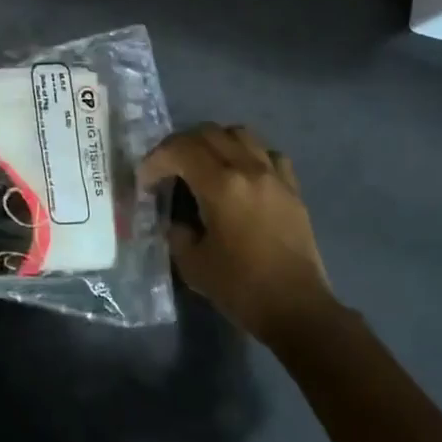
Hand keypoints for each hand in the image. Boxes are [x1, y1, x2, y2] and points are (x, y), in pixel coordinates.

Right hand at [140, 125, 337, 345]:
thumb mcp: (192, 263)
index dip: (156, 160)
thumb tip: (177, 217)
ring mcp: (274, 175)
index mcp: (220, 186)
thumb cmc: (241, 288)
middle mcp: (248, 169)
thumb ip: (178, 231)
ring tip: (203, 165)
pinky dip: (248, 155)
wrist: (296, 308)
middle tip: (168, 168)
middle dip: (180, 145)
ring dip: (214, 142)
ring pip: (240, 134)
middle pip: (208, 132)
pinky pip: (267, 154)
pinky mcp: (292, 188)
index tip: (145, 181)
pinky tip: (241, 175)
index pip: (180, 150)